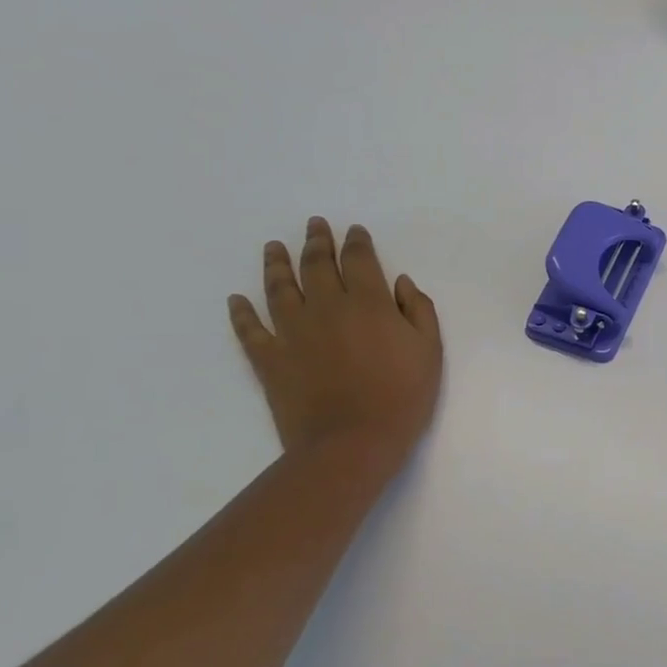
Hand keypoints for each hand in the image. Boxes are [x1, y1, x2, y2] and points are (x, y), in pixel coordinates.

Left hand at [228, 218, 442, 462]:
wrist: (352, 442)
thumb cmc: (402, 395)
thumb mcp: (430, 350)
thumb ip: (418, 310)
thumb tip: (400, 282)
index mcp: (368, 302)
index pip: (360, 260)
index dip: (357, 242)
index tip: (354, 230)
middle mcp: (326, 307)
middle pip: (317, 265)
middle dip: (317, 242)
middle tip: (314, 225)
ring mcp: (292, 332)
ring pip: (279, 288)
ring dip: (276, 264)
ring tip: (274, 247)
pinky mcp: (269, 359)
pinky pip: (249, 330)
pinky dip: (241, 313)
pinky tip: (237, 300)